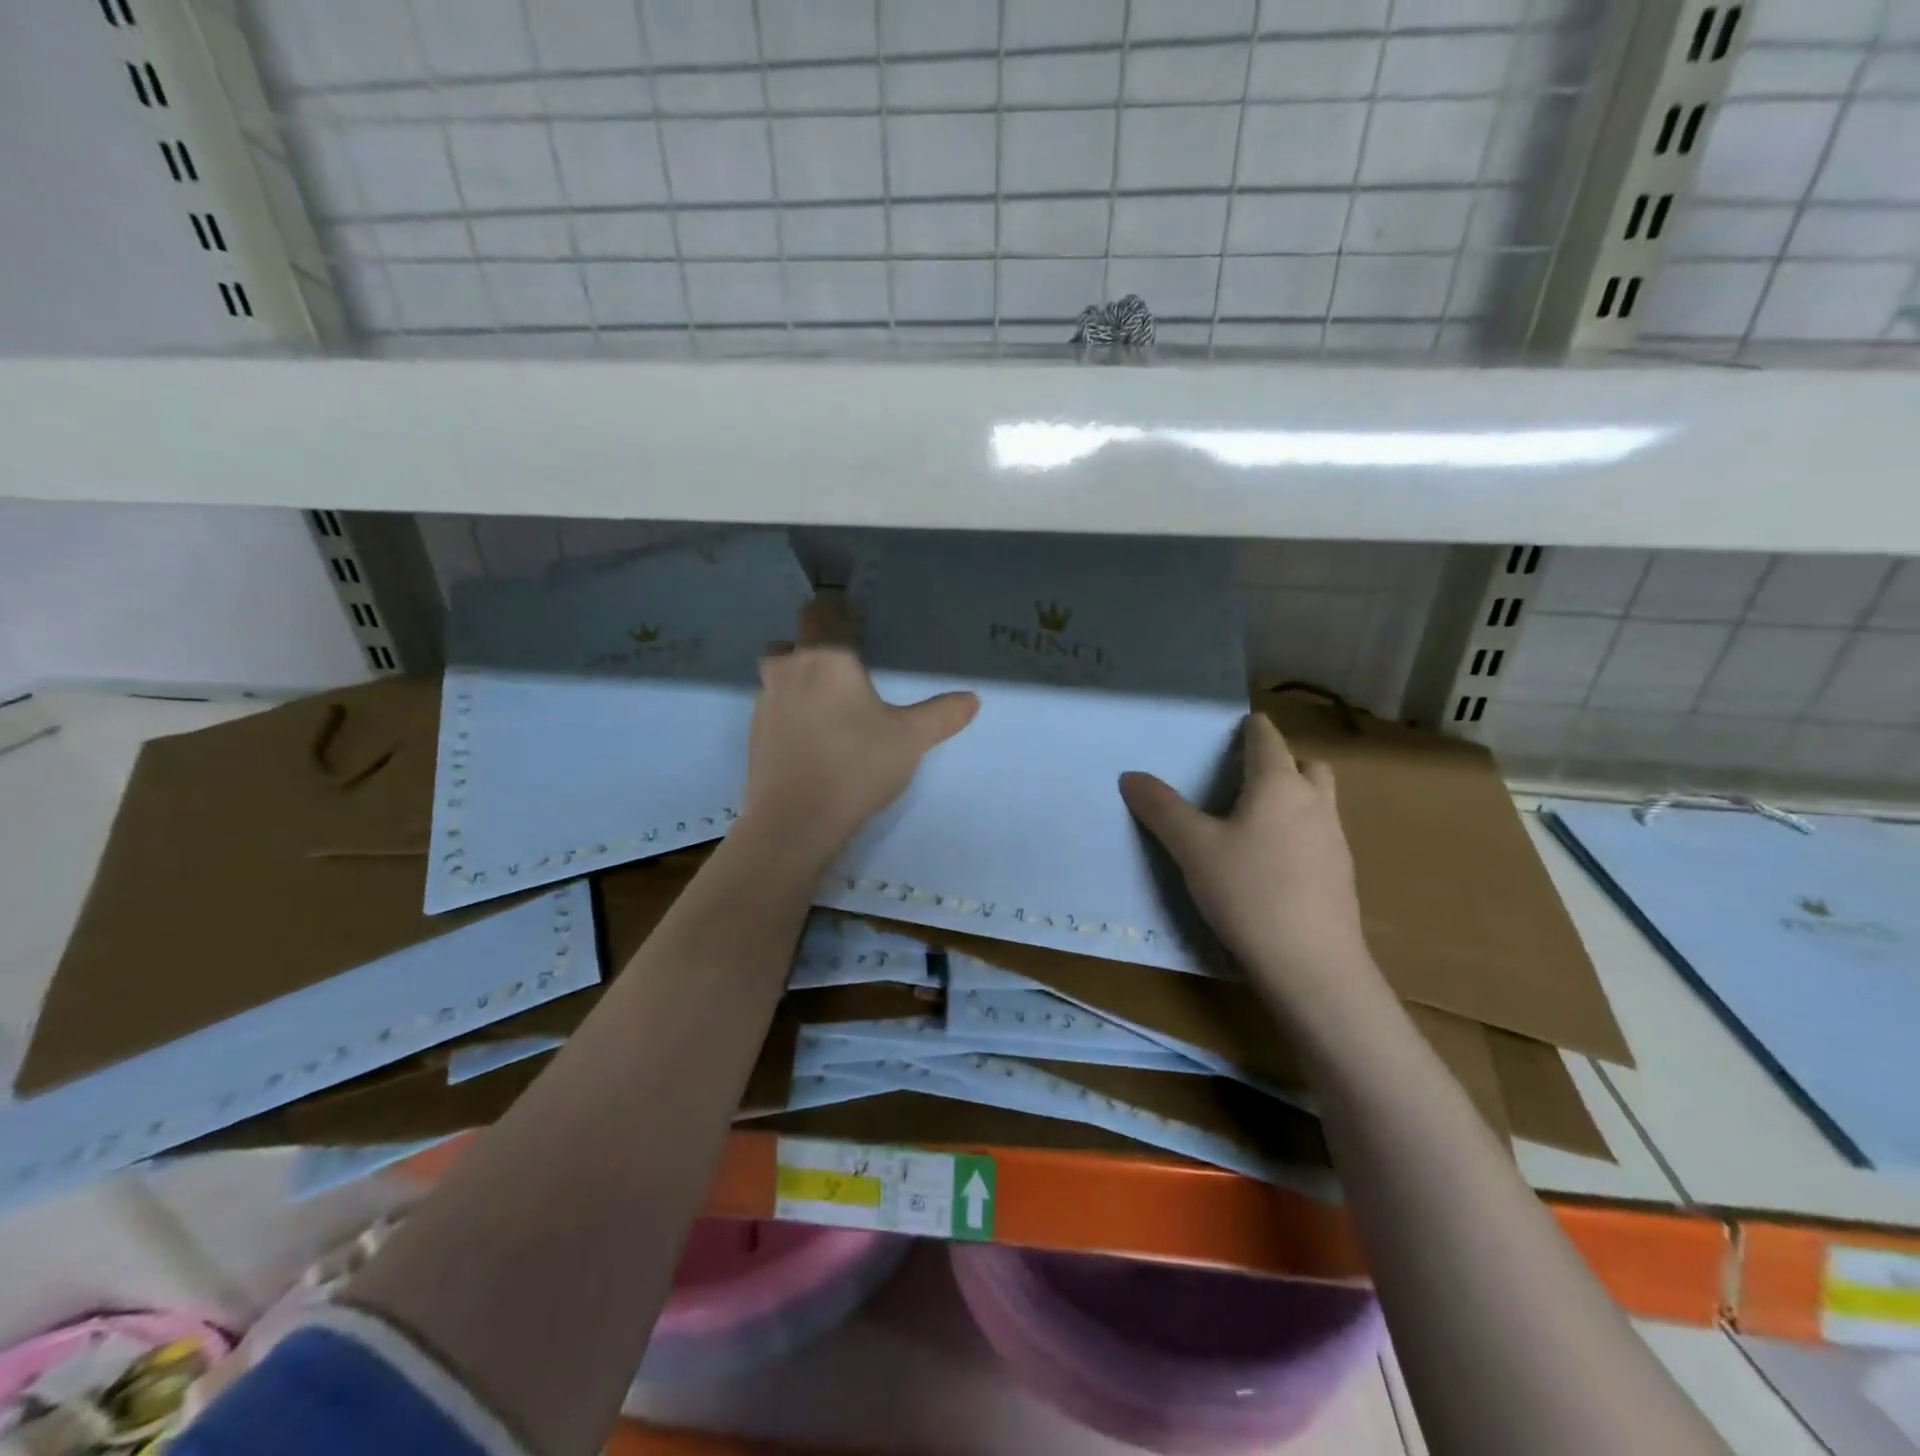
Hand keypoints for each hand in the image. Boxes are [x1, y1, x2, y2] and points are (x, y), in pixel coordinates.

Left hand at [741, 597, 977, 863]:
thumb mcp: (910, 741)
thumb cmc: (856, 766)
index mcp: (826, 658)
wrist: (795, 821)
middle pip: (795, 641)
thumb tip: (973, 699)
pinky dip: (789, 711)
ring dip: (798, 678)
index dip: (837, 611)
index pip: (822, 612)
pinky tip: (812, 738)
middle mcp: (788, 669)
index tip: (855, 623)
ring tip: (830, 704)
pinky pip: (772, 706)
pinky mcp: (754, 733)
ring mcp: (764, 701)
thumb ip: (942, 715)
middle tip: (846, 667)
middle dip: (815, 646)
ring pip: (779, 674)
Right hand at [1120, 713, 1371, 996]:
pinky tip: (1272, 866)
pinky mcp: (1341, 876)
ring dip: (1293, 798)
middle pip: (1305, 765)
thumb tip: (1130, 775)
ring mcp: (1335, 840)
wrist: (1313, 966)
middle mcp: (1315, 803)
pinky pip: (1320, 836)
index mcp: (1279, 784)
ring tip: (1253, 823)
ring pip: (1318, 801)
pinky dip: (1299, 834)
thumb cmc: (1249, 892)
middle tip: (1244, 781)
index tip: (1233, 729)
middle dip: (1279, 763)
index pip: (1267, 738)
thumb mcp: (1192, 848)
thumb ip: (1161, 808)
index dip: (1249, 728)